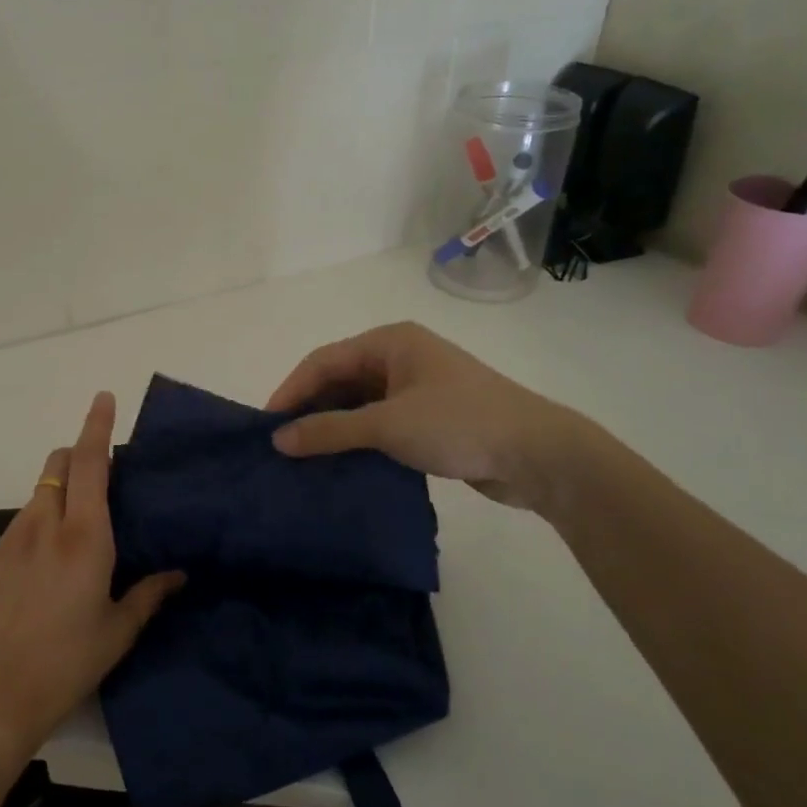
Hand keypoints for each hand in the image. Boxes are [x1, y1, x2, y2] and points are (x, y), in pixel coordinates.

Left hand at [0, 392, 183, 759]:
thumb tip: (179, 572)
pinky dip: (45, 513)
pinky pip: (26, 516)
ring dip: (64, 485)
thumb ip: (149, 594)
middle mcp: (47, 523)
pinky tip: (55, 555)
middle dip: (82, 454)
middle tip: (108, 477)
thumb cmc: (65, 664)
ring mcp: (14, 536)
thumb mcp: (117, 632)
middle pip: (61, 463)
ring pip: (42, 488)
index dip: (97, 425)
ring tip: (84, 522)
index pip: (91, 463)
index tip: (104, 397)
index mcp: (84, 537)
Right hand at [267, 322, 600, 513]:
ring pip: (358, 404)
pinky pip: (378, 423)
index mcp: (390, 342)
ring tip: (303, 458)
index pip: (324, 361)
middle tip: (281, 445)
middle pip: (340, 380)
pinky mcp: (428, 418)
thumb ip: (330, 431)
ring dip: (333, 428)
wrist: (540, 455)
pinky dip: (357, 440)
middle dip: (310, 410)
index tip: (266, 425)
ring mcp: (416, 388)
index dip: (292, 390)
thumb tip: (278, 439)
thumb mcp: (387, 425)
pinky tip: (339, 463)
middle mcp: (400, 358)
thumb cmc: (460, 424)